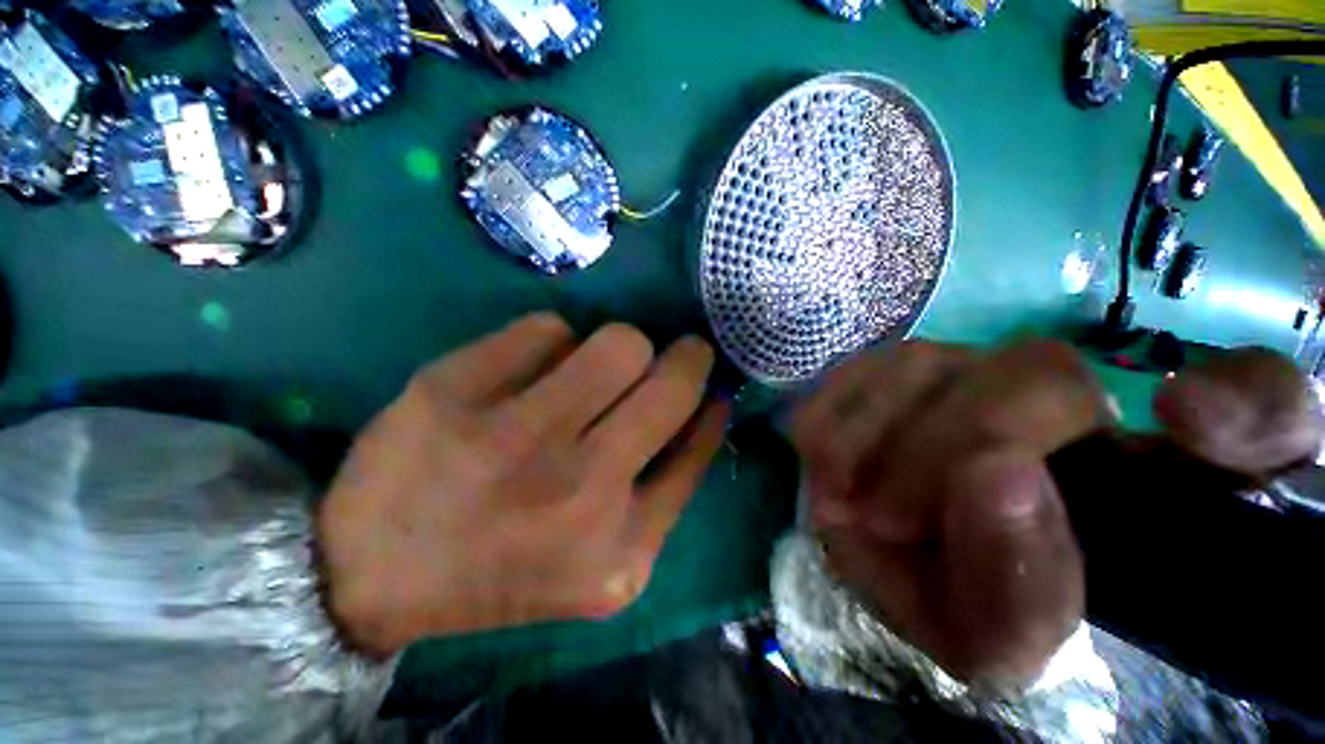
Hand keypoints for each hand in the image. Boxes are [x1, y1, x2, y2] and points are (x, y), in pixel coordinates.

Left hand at [318, 313, 728, 657]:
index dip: (708, 398)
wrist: (377, 572)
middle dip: (686, 356)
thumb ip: (669, 484)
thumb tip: (708, 403)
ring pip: (617, 342)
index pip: (697, 443)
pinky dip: (554, 342)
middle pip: (669, 379)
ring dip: (622, 347)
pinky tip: (533, 373)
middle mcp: (576, 490)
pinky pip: (548, 328)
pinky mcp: (452, 388)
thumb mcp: (610, 556)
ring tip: (596, 369)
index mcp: (619, 545)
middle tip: (671, 354)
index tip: (709, 380)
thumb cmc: (509, 567)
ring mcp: (511, 435)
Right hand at [792, 340, 1320, 688]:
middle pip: (1038, 373)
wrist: (887, 561)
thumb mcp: (992, 638)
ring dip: (872, 431)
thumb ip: (1021, 597)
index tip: (1183, 424)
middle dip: (949, 445)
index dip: (1239, 403)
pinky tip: (818, 451)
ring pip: (931, 360)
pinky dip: (834, 409)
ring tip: (838, 494)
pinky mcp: (896, 372)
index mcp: (1148, 476)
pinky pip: (862, 366)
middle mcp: (1071, 402)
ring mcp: (973, 372)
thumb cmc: (956, 604)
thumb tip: (998, 477)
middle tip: (884, 517)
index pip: (1259, 405)